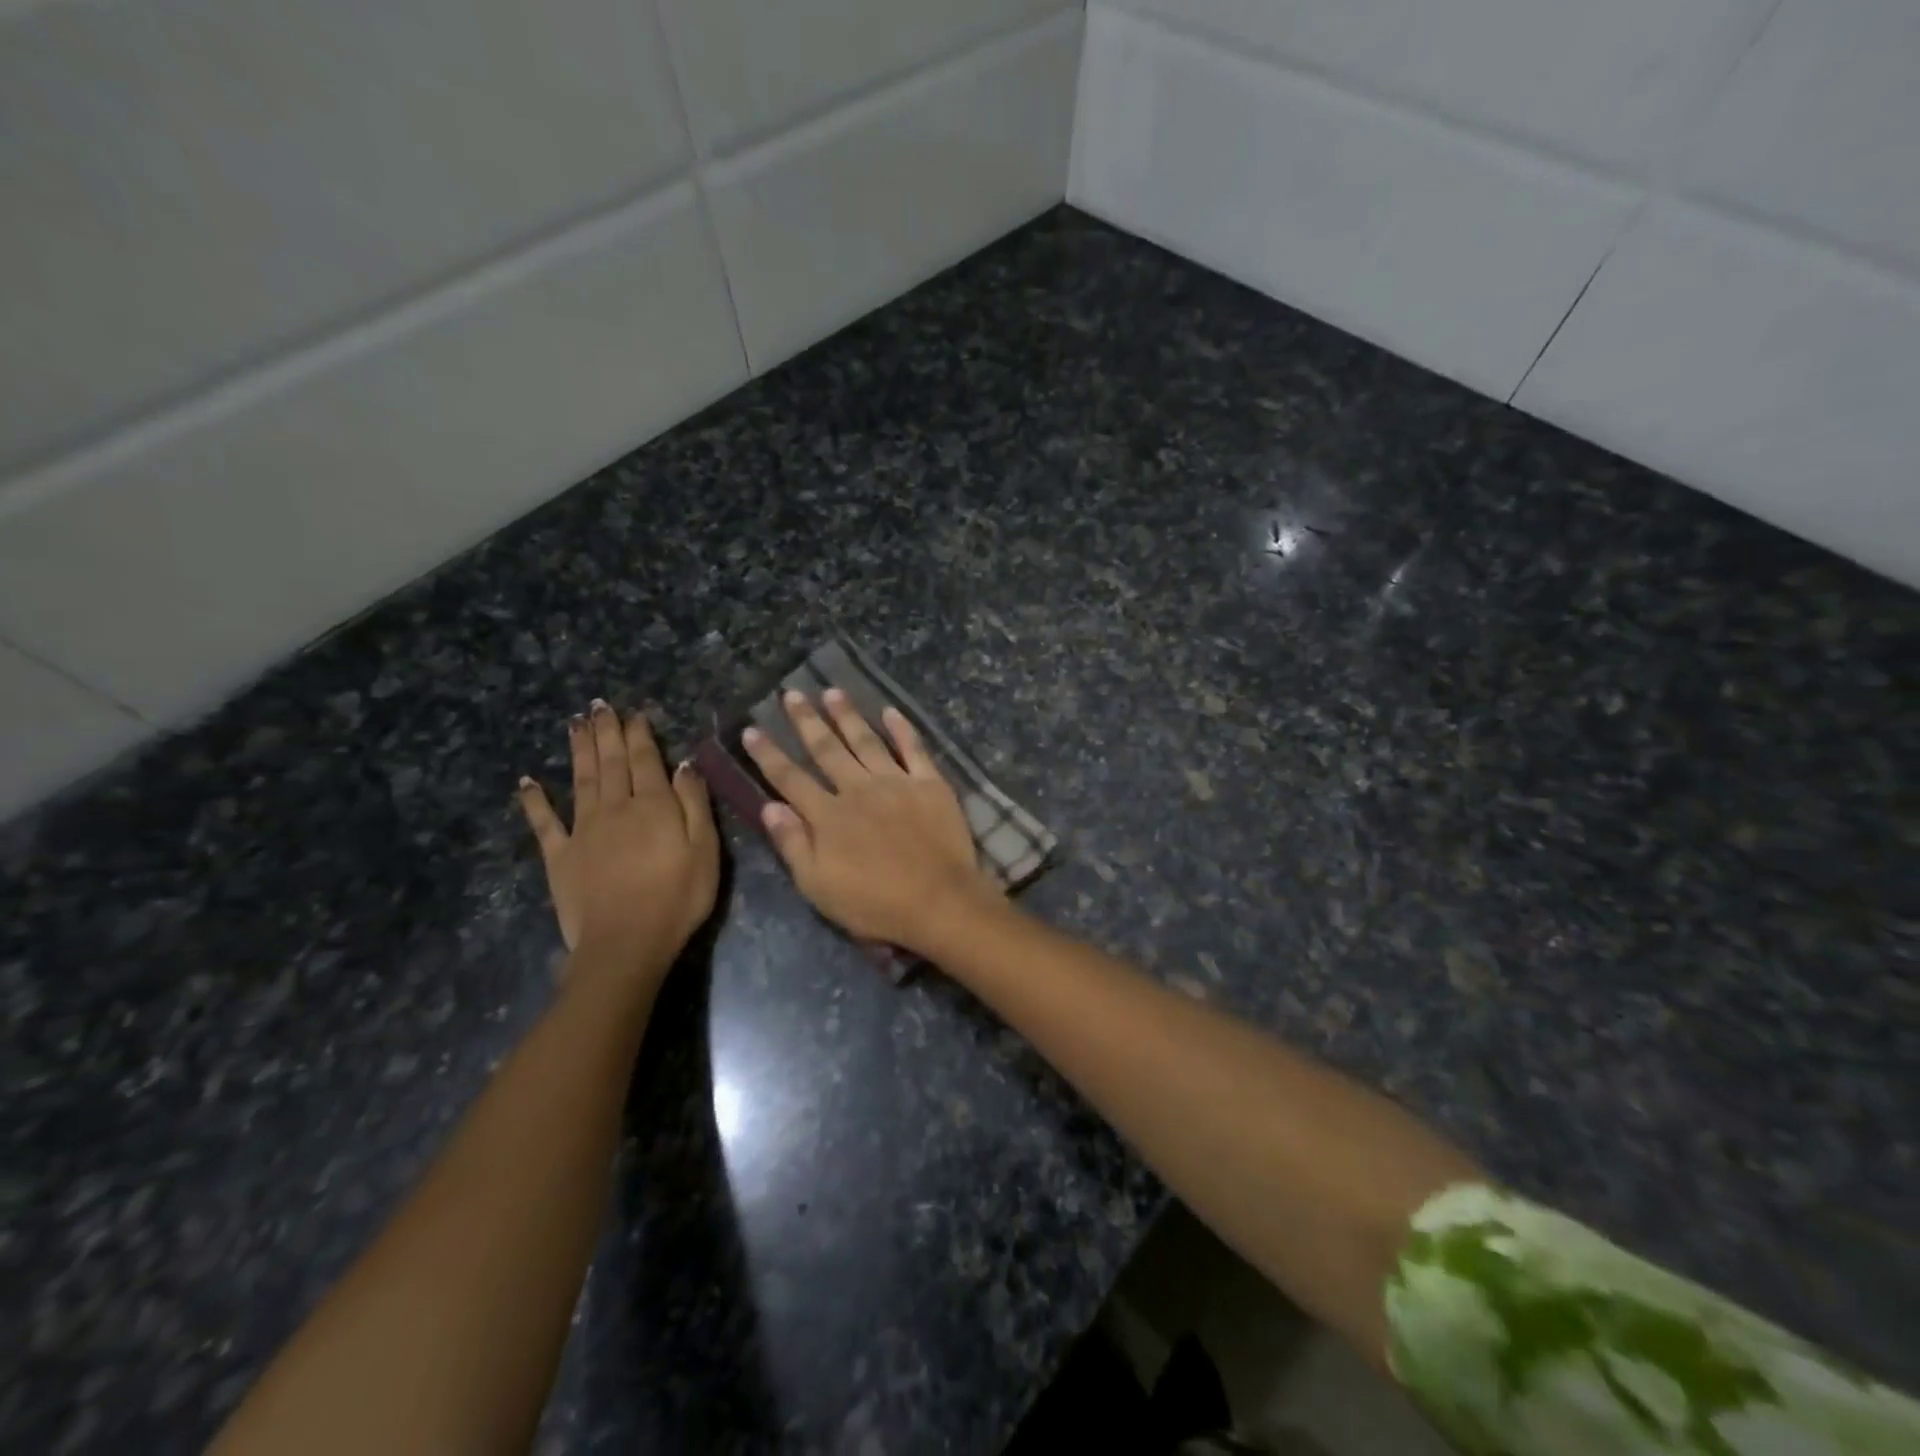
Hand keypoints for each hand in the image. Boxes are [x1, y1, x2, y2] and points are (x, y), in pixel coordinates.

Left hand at [518, 700, 718, 970]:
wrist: (626, 943)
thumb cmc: (678, 897)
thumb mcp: (705, 849)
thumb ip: (694, 803)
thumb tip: (684, 764)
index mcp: (653, 805)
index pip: (646, 759)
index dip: (639, 734)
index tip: (634, 712)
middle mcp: (615, 807)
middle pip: (610, 762)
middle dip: (606, 732)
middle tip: (598, 705)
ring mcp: (583, 830)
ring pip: (580, 780)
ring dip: (578, 750)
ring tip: (574, 723)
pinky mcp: (560, 856)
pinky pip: (544, 822)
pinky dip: (534, 800)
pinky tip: (527, 782)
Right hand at [742, 688, 998, 954]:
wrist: (939, 901)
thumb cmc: (875, 904)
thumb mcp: (819, 886)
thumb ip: (793, 843)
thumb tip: (768, 805)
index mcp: (828, 816)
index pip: (790, 778)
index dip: (769, 754)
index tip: (752, 729)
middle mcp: (857, 789)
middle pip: (826, 749)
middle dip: (806, 721)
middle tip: (792, 693)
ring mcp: (896, 782)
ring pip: (866, 740)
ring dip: (847, 715)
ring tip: (832, 691)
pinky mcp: (930, 784)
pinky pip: (913, 748)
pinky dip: (902, 728)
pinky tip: (890, 710)